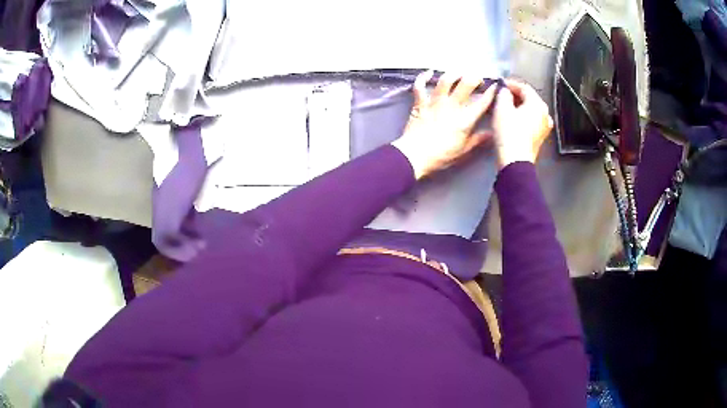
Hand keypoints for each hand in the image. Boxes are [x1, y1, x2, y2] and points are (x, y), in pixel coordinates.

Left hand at [393, 71, 496, 178]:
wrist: (415, 155)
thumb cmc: (441, 155)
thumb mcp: (463, 151)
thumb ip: (478, 140)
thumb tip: (492, 133)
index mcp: (465, 120)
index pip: (482, 102)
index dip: (491, 92)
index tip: (495, 87)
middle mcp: (451, 106)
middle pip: (466, 84)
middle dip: (474, 77)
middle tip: (477, 78)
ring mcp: (435, 102)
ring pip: (445, 80)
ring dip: (454, 73)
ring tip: (459, 73)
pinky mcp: (420, 102)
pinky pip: (420, 85)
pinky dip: (423, 77)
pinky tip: (429, 72)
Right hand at [493, 79, 552, 168]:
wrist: (515, 160)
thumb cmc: (509, 132)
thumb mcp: (502, 108)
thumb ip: (503, 94)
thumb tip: (505, 90)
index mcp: (538, 104)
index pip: (524, 87)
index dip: (511, 84)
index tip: (500, 84)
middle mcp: (545, 114)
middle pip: (529, 99)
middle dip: (515, 95)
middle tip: (502, 95)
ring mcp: (544, 127)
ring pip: (531, 110)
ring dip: (519, 107)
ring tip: (506, 107)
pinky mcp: (540, 137)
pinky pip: (531, 121)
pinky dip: (523, 117)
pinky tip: (514, 120)